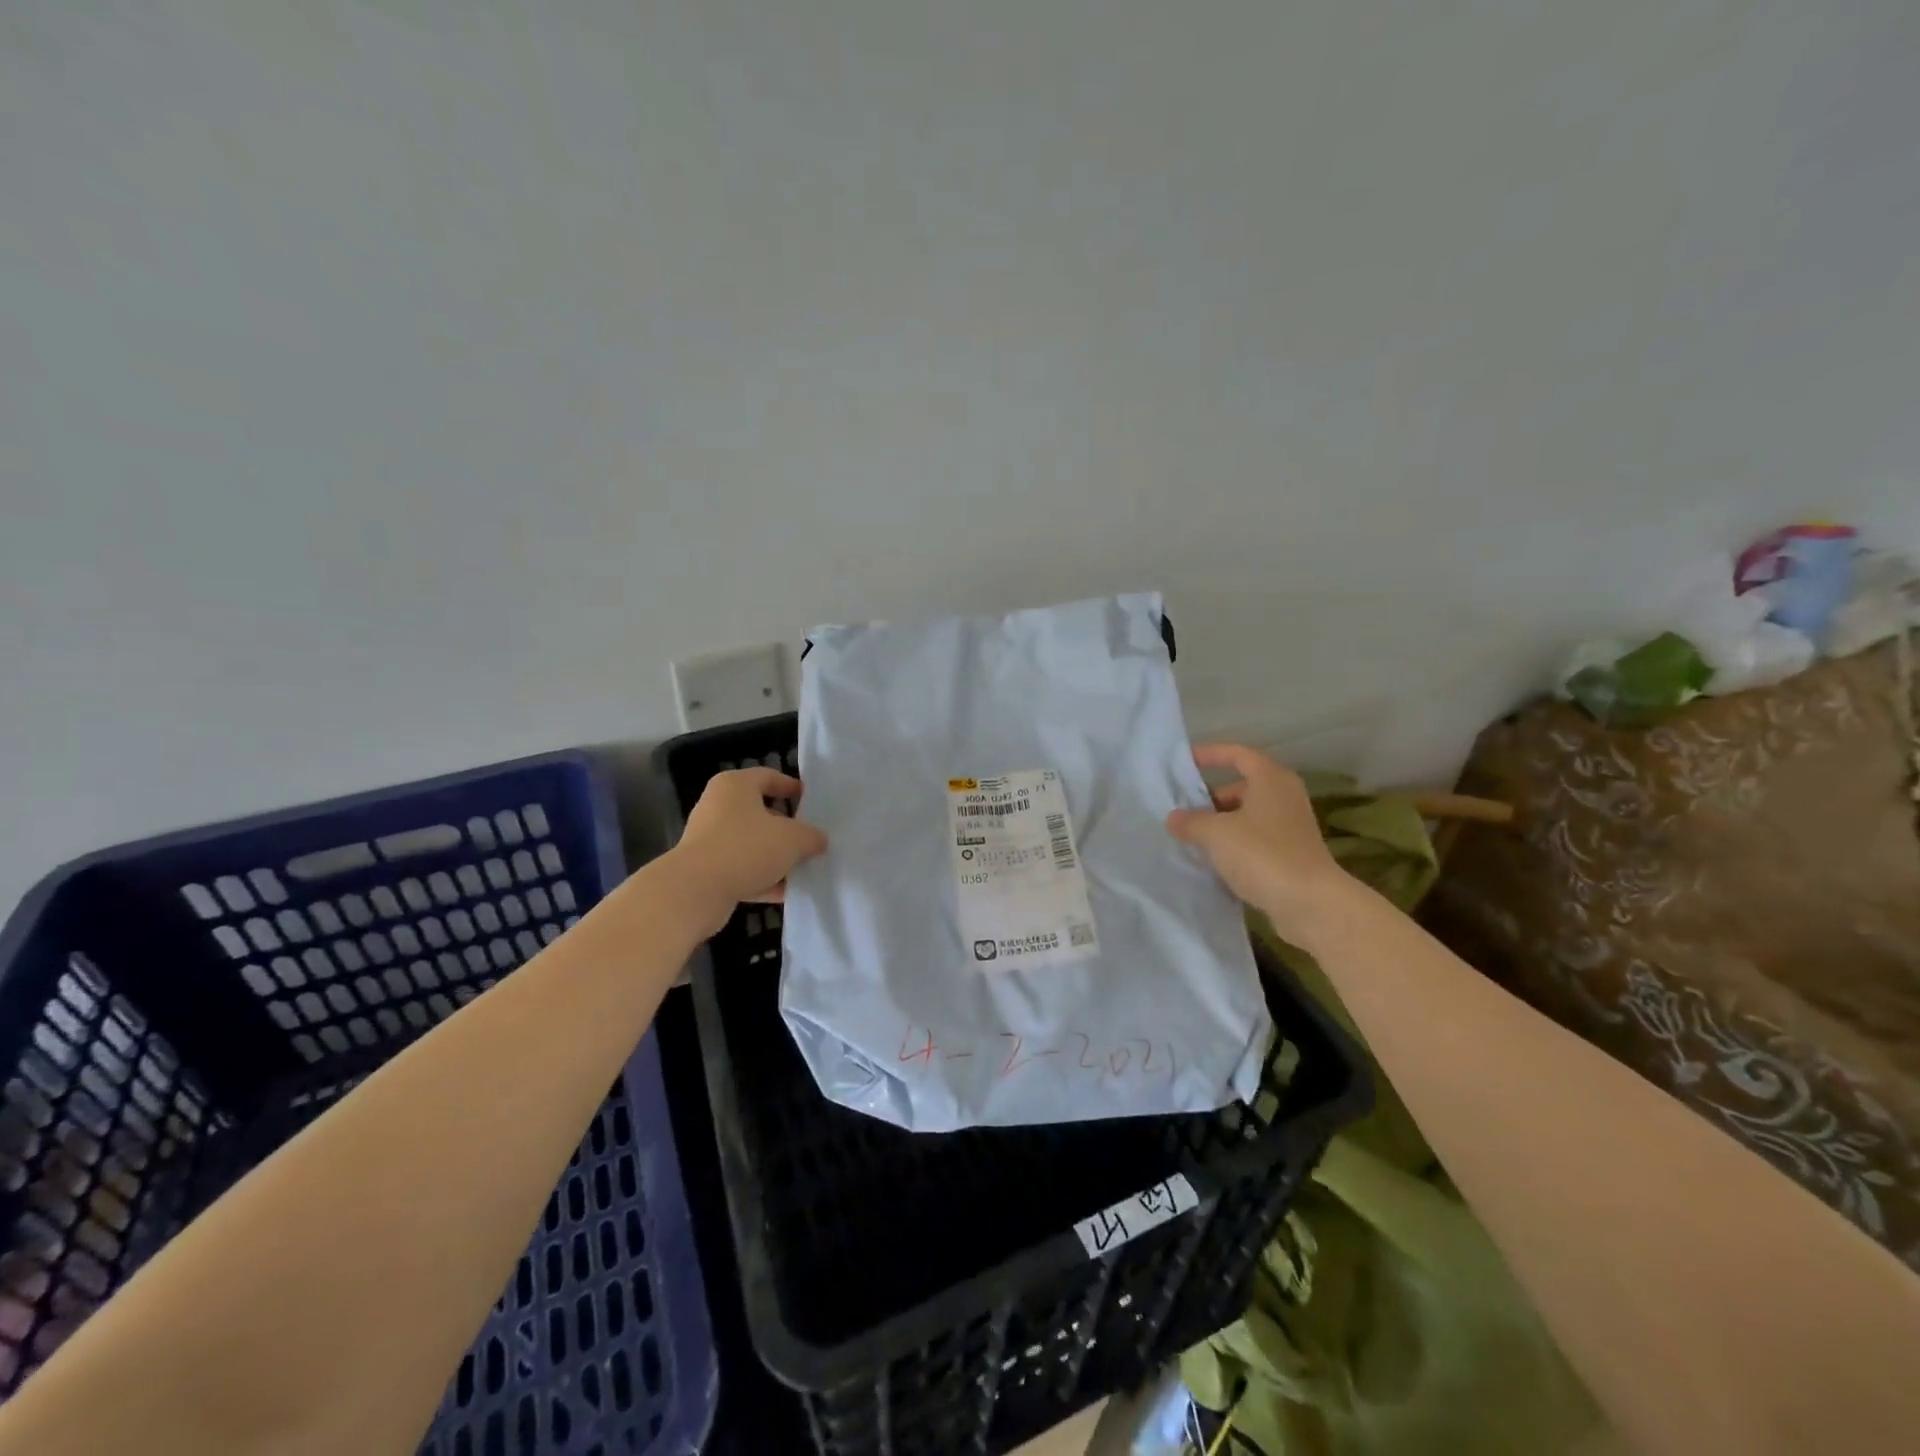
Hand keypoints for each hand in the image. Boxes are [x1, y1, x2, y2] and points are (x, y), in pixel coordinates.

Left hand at [668, 768, 826, 933]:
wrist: (695, 892)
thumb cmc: (746, 848)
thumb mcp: (792, 839)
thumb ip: (811, 836)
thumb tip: (818, 840)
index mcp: (735, 786)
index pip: (768, 777)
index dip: (792, 787)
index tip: (812, 801)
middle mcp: (719, 807)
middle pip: (761, 812)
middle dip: (787, 828)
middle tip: (811, 839)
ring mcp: (710, 840)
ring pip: (752, 844)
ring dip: (776, 857)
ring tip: (803, 868)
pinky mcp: (706, 870)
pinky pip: (742, 869)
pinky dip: (762, 878)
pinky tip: (785, 892)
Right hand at [1165, 743, 1353, 944]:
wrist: (1309, 903)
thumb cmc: (1262, 854)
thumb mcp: (1216, 833)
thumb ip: (1190, 821)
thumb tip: (1174, 818)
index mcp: (1270, 779)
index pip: (1237, 754)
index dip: (1210, 755)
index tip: (1185, 762)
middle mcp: (1284, 796)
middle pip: (1241, 786)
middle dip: (1210, 798)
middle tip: (1183, 811)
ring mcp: (1290, 826)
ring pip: (1246, 815)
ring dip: (1220, 824)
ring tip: (1191, 838)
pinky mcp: (1290, 853)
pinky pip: (1254, 839)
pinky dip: (1234, 844)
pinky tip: (1213, 860)